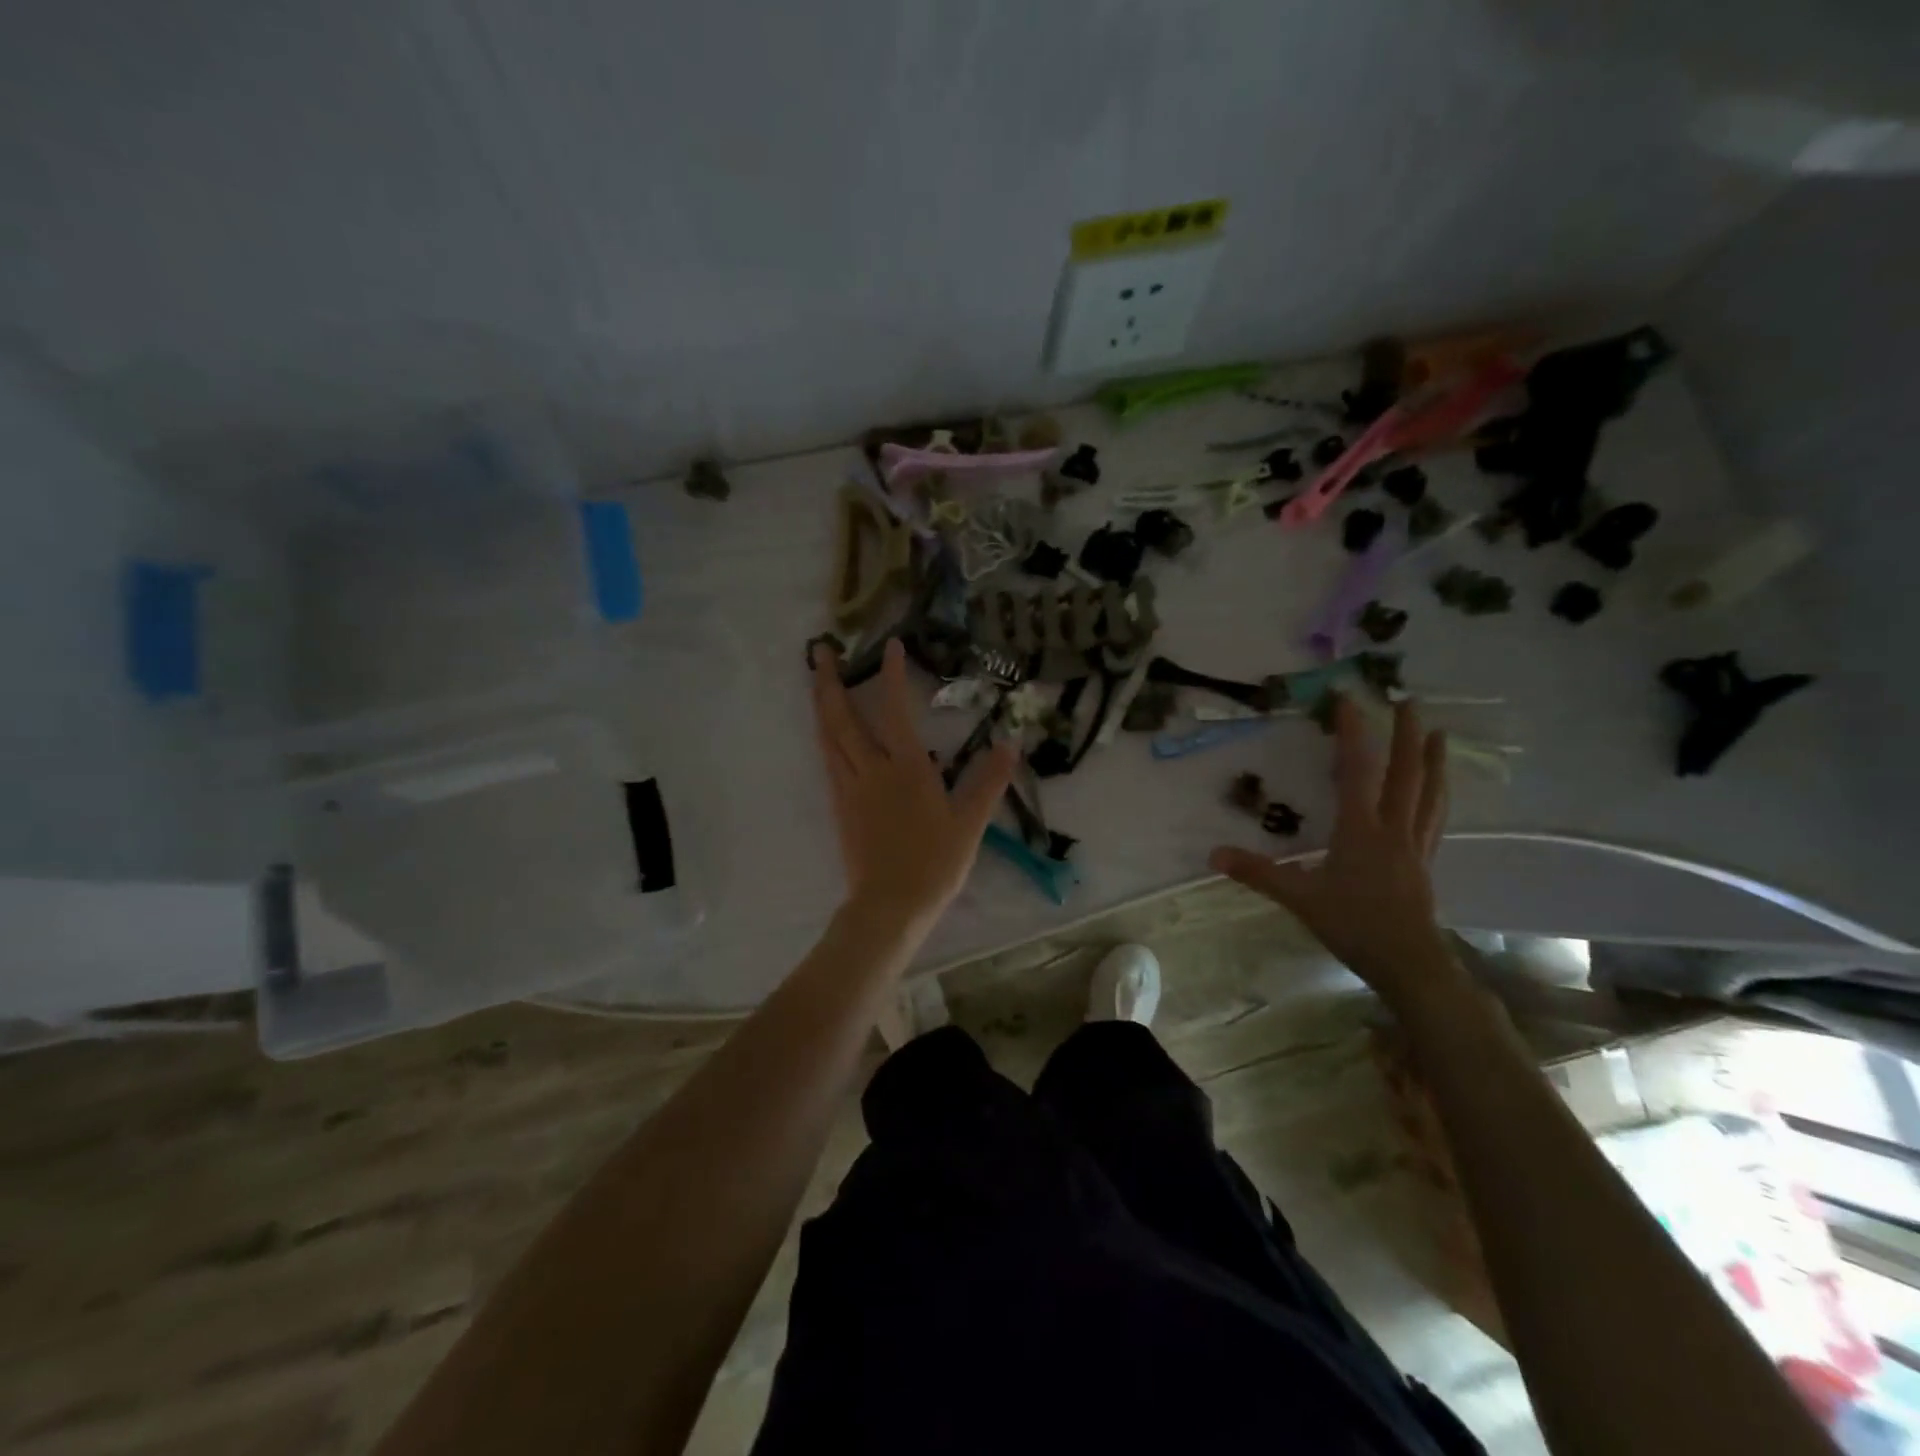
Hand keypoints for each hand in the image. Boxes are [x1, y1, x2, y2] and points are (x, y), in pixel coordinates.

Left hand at [813, 638, 1016, 940]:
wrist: (890, 905)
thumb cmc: (934, 863)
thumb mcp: (970, 822)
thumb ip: (989, 780)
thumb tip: (1010, 743)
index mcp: (906, 769)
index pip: (895, 711)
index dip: (892, 675)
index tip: (890, 645)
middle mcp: (871, 770)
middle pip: (842, 718)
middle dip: (830, 681)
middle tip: (820, 650)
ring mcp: (850, 788)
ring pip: (828, 737)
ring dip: (821, 704)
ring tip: (816, 680)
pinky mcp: (840, 806)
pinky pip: (828, 761)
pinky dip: (825, 737)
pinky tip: (827, 733)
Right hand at [1210, 696, 1462, 1007]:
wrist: (1409, 962)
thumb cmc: (1353, 925)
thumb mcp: (1298, 898)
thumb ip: (1257, 873)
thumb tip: (1213, 854)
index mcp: (1360, 829)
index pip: (1358, 771)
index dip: (1353, 733)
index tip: (1348, 699)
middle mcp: (1393, 828)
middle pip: (1405, 773)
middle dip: (1406, 734)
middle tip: (1408, 700)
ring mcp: (1414, 844)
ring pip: (1428, 793)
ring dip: (1433, 760)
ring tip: (1439, 734)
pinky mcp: (1424, 862)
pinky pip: (1434, 818)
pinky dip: (1437, 796)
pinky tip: (1438, 791)